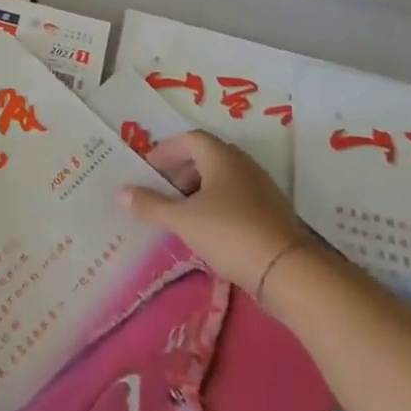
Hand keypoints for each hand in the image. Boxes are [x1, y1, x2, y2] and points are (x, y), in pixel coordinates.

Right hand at [121, 131, 306, 296]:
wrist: (288, 271)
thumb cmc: (229, 233)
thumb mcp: (182, 220)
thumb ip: (150, 205)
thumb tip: (121, 192)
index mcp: (221, 157)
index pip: (190, 139)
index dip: (166, 151)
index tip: (149, 169)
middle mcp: (243, 165)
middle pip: (206, 156)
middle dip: (181, 170)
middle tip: (161, 190)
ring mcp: (261, 188)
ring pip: (222, 178)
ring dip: (198, 189)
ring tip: (181, 212)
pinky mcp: (272, 212)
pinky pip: (236, 197)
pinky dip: (216, 204)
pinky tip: (207, 229)